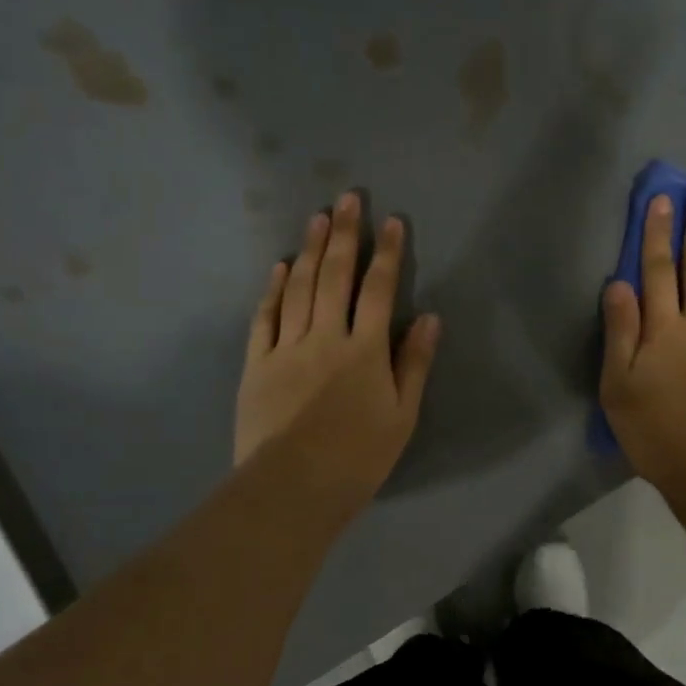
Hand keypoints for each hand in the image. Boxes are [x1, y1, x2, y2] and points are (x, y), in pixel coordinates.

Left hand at [235, 192, 440, 513]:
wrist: (292, 487)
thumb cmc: (358, 457)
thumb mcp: (402, 416)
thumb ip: (414, 364)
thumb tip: (428, 318)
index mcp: (365, 351)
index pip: (379, 290)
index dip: (387, 254)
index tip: (392, 222)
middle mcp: (326, 337)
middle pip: (335, 276)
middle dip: (344, 234)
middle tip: (347, 198)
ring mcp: (287, 347)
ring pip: (299, 288)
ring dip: (309, 250)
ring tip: (317, 218)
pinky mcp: (257, 363)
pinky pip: (265, 317)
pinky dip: (273, 289)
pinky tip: (279, 266)